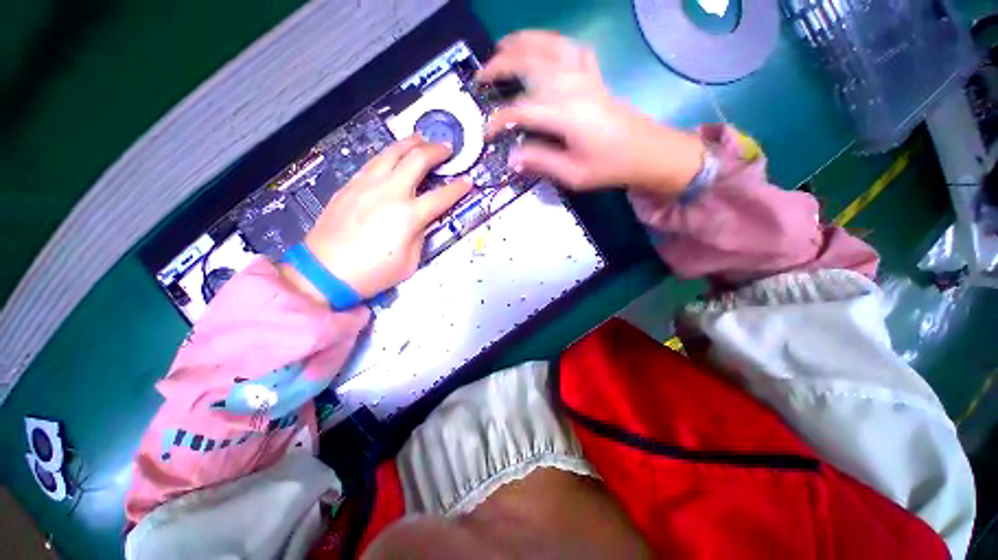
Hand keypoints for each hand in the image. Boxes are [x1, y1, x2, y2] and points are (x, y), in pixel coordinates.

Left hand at [281, 136, 471, 303]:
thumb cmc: (372, 272)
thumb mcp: (409, 261)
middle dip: (436, 150)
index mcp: (408, 215)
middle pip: (417, 159)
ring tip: (421, 139)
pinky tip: (391, 155)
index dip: (458, 188)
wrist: (325, 271)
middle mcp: (389, 192)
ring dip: (410, 143)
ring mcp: (367, 185)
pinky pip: (373, 162)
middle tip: (446, 147)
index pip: (441, 196)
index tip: (467, 181)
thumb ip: (419, 236)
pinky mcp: (350, 185)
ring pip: (391, 152)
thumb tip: (421, 221)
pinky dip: (388, 154)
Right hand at [478, 31, 705, 195]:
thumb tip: (512, 158)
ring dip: (522, 41)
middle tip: (481, 76)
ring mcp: (585, 75)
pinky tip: (545, 46)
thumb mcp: (573, 174)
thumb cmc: (610, 166)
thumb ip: (541, 162)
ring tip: (502, 45)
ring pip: (549, 45)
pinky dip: (554, 42)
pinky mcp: (594, 76)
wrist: (648, 153)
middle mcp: (572, 86)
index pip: (521, 110)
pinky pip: (572, 48)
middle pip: (529, 63)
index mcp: (565, 113)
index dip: (499, 120)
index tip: (487, 134)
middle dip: (500, 65)